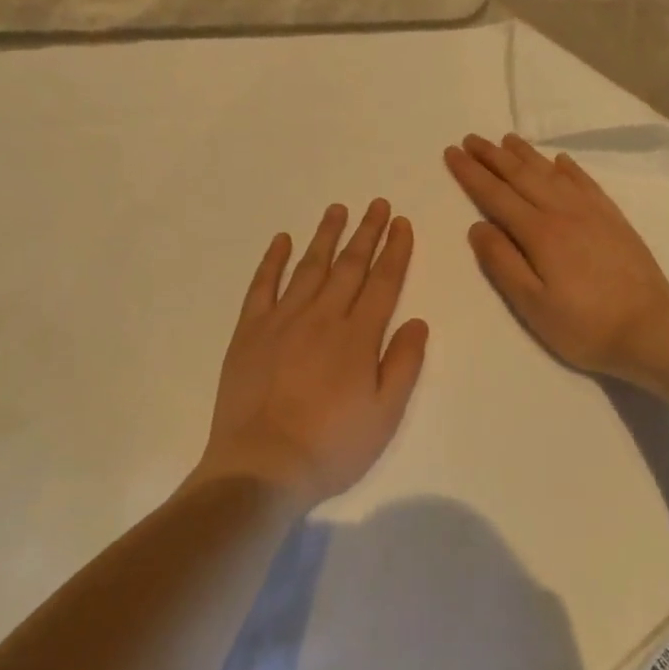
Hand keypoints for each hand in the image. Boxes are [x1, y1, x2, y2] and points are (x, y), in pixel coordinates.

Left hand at [191, 200, 428, 506]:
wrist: (262, 466)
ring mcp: (281, 320)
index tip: (402, 223)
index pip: (383, 282)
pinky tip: (281, 240)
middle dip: (366, 232)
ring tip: (337, 209)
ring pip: (309, 267)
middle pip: (349, 266)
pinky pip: (262, 285)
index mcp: (358, 337)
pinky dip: (272, 260)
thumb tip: (419, 321)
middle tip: (377, 204)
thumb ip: (404, 364)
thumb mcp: (385, 415)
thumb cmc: (331, 446)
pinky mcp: (249, 331)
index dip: (395, 250)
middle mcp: (322, 317)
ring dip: (325, 236)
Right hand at [445, 133, 668, 377]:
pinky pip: (586, 183)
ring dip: (526, 155)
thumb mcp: (531, 304)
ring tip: (506, 139)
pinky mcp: (614, 220)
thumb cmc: (583, 325)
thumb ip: (502, 262)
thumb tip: (477, 226)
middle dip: (493, 156)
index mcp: (539, 233)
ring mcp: (593, 213)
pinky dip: (569, 168)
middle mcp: (564, 212)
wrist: (652, 330)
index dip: (471, 174)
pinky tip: (560, 160)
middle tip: (471, 138)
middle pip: (522, 176)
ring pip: (552, 174)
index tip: (452, 153)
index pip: (496, 195)